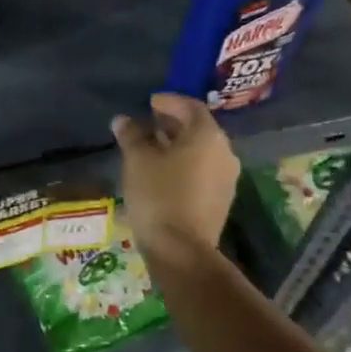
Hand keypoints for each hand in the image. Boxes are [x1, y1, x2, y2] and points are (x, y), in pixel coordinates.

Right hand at [111, 93, 239, 249]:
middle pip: (199, 128)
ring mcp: (227, 177)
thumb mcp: (138, 160)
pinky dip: (185, 163)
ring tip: (152, 147)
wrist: (181, 250)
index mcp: (207, 136)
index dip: (169, 101)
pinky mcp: (222, 198)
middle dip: (173, 123)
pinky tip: (163, 171)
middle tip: (148, 123)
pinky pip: (203, 169)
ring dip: (178, 144)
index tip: (150, 102)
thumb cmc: (158, 195)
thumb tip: (123, 120)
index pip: (190, 107)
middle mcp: (224, 152)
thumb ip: (132, 135)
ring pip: (201, 150)